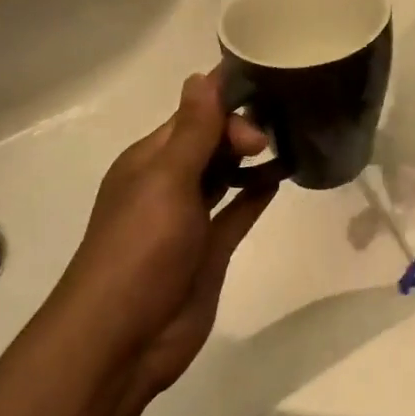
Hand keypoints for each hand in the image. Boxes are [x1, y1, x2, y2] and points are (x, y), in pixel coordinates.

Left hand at [56, 73, 279, 399]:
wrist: (124, 340)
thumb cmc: (140, 249)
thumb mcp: (166, 181)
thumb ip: (192, 131)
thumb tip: (204, 75)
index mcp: (149, 160)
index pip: (192, 115)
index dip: (225, 101)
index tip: (264, 92)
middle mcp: (168, 183)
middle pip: (210, 141)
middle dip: (241, 129)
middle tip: (271, 136)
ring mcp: (189, 218)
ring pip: (224, 174)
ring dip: (250, 157)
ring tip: (290, 141)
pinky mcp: (209, 250)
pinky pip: (237, 211)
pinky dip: (255, 193)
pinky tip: (282, 176)